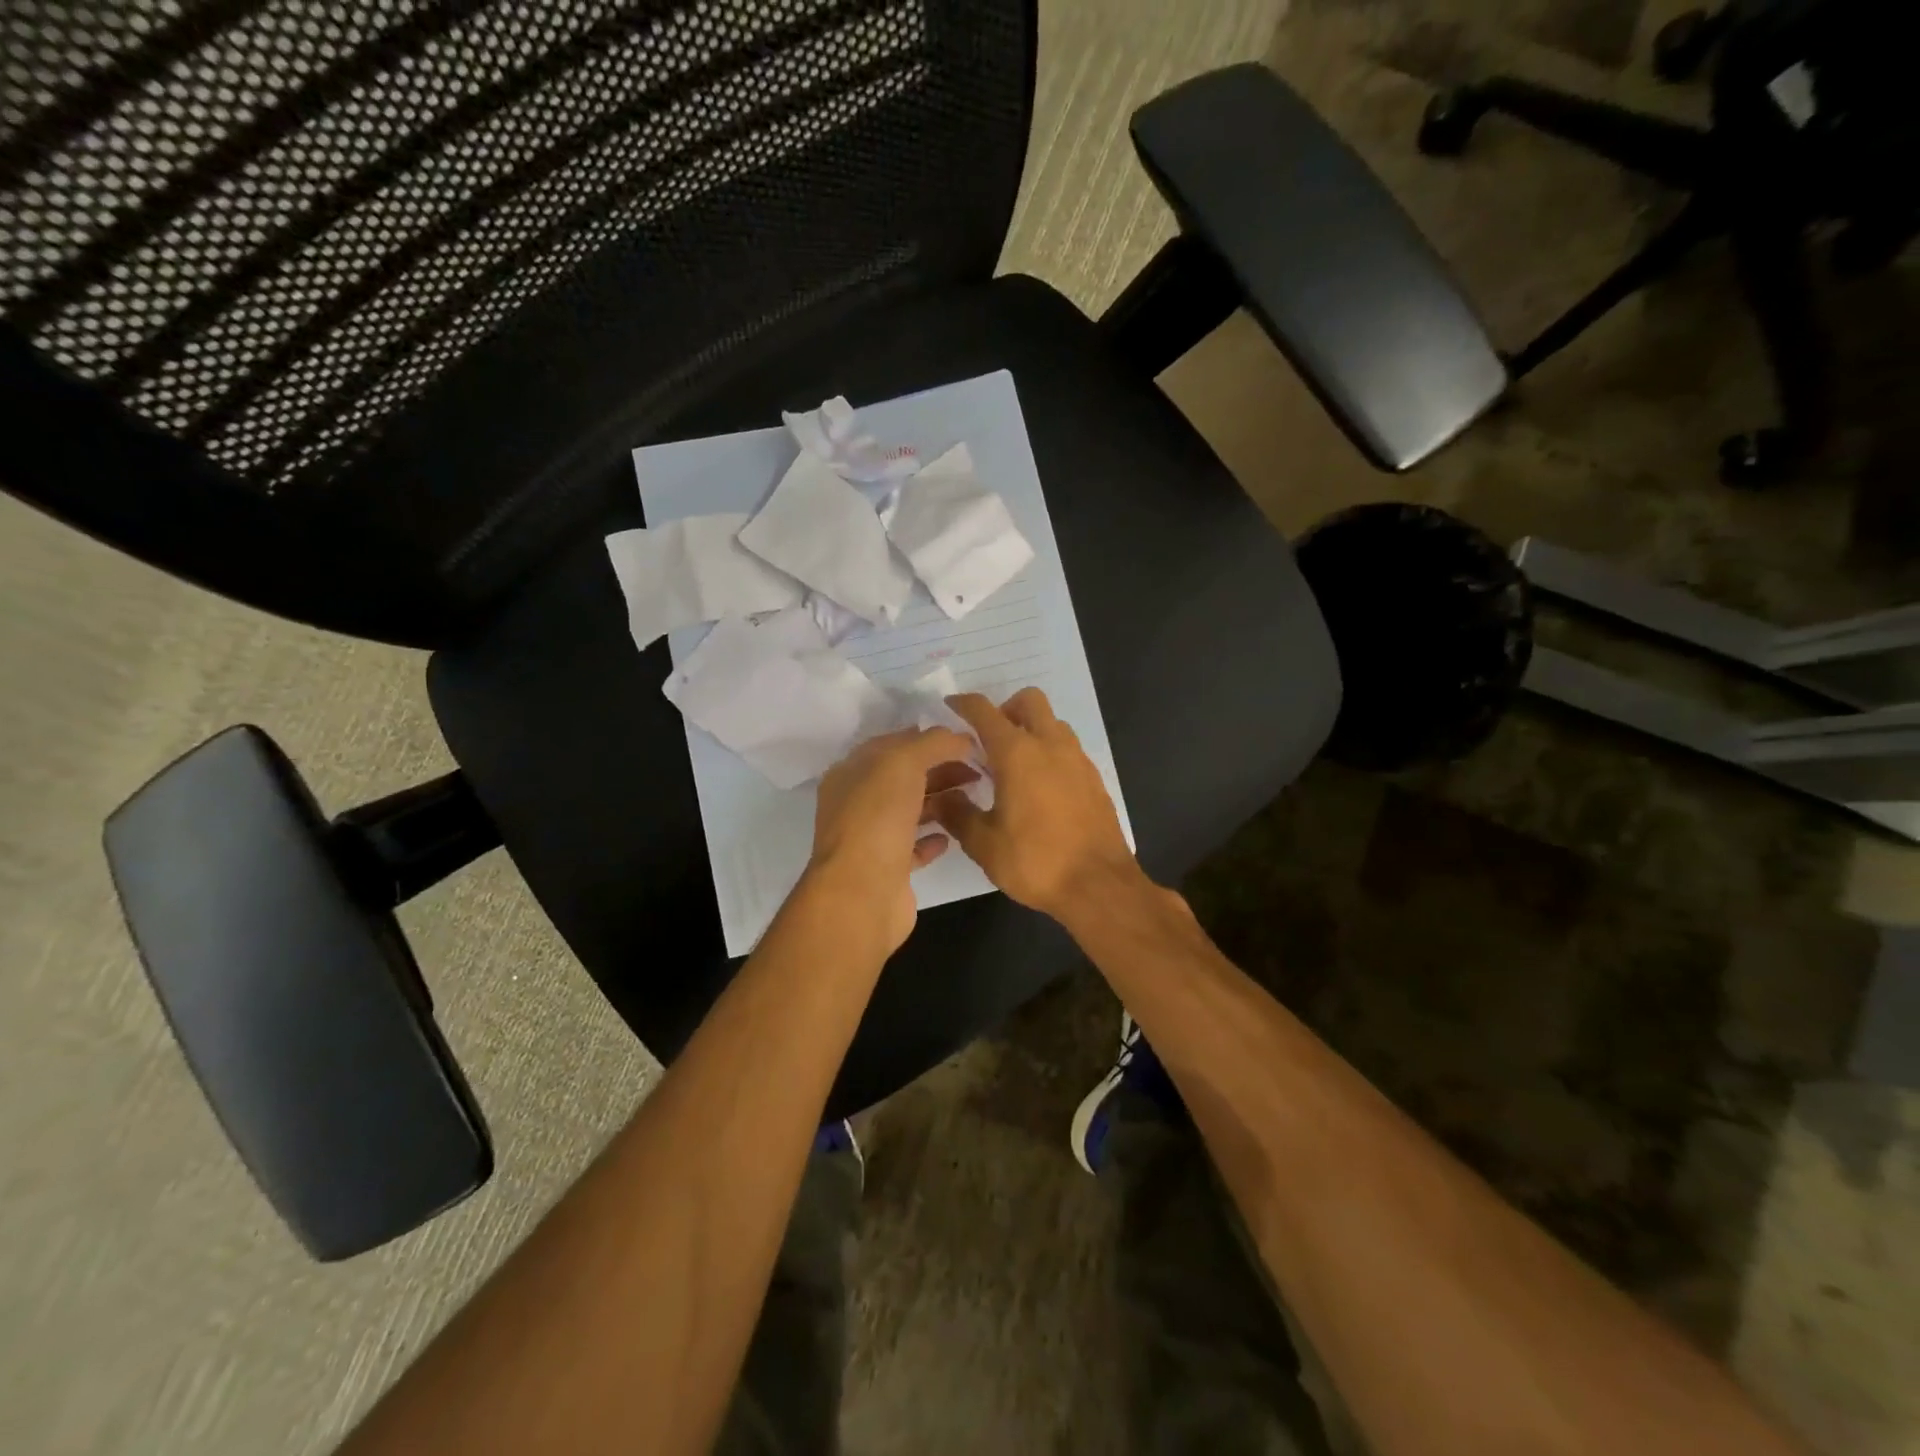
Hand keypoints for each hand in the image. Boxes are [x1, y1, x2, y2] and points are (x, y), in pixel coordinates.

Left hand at [808, 726, 976, 952]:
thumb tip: (960, 737)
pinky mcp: (889, 869)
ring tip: (974, 796)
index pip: (893, 744)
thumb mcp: (904, 762)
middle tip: (980, 769)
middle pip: (905, 777)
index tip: (966, 739)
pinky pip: (914, 847)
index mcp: (851, 772)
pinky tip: (953, 835)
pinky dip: (933, 838)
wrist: (862, 894)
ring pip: (911, 810)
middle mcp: (857, 803)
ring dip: (941, 801)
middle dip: (941, 769)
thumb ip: (933, 743)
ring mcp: (872, 837)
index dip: (929, 738)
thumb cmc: (878, 818)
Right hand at [930, 689, 1140, 920]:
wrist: (1099, 886)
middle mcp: (1050, 745)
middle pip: (1028, 701)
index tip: (950, 708)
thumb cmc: (1035, 861)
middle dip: (1005, 709)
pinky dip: (1050, 753)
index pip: (984, 711)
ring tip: (1013, 765)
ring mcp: (1077, 760)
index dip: (963, 704)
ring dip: (1031, 730)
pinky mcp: (1094, 779)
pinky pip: (1068, 749)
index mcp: (1017, 753)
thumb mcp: (984, 844)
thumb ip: (958, 814)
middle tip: (989, 740)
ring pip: (1052, 723)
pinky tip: (1039, 788)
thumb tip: (941, 798)